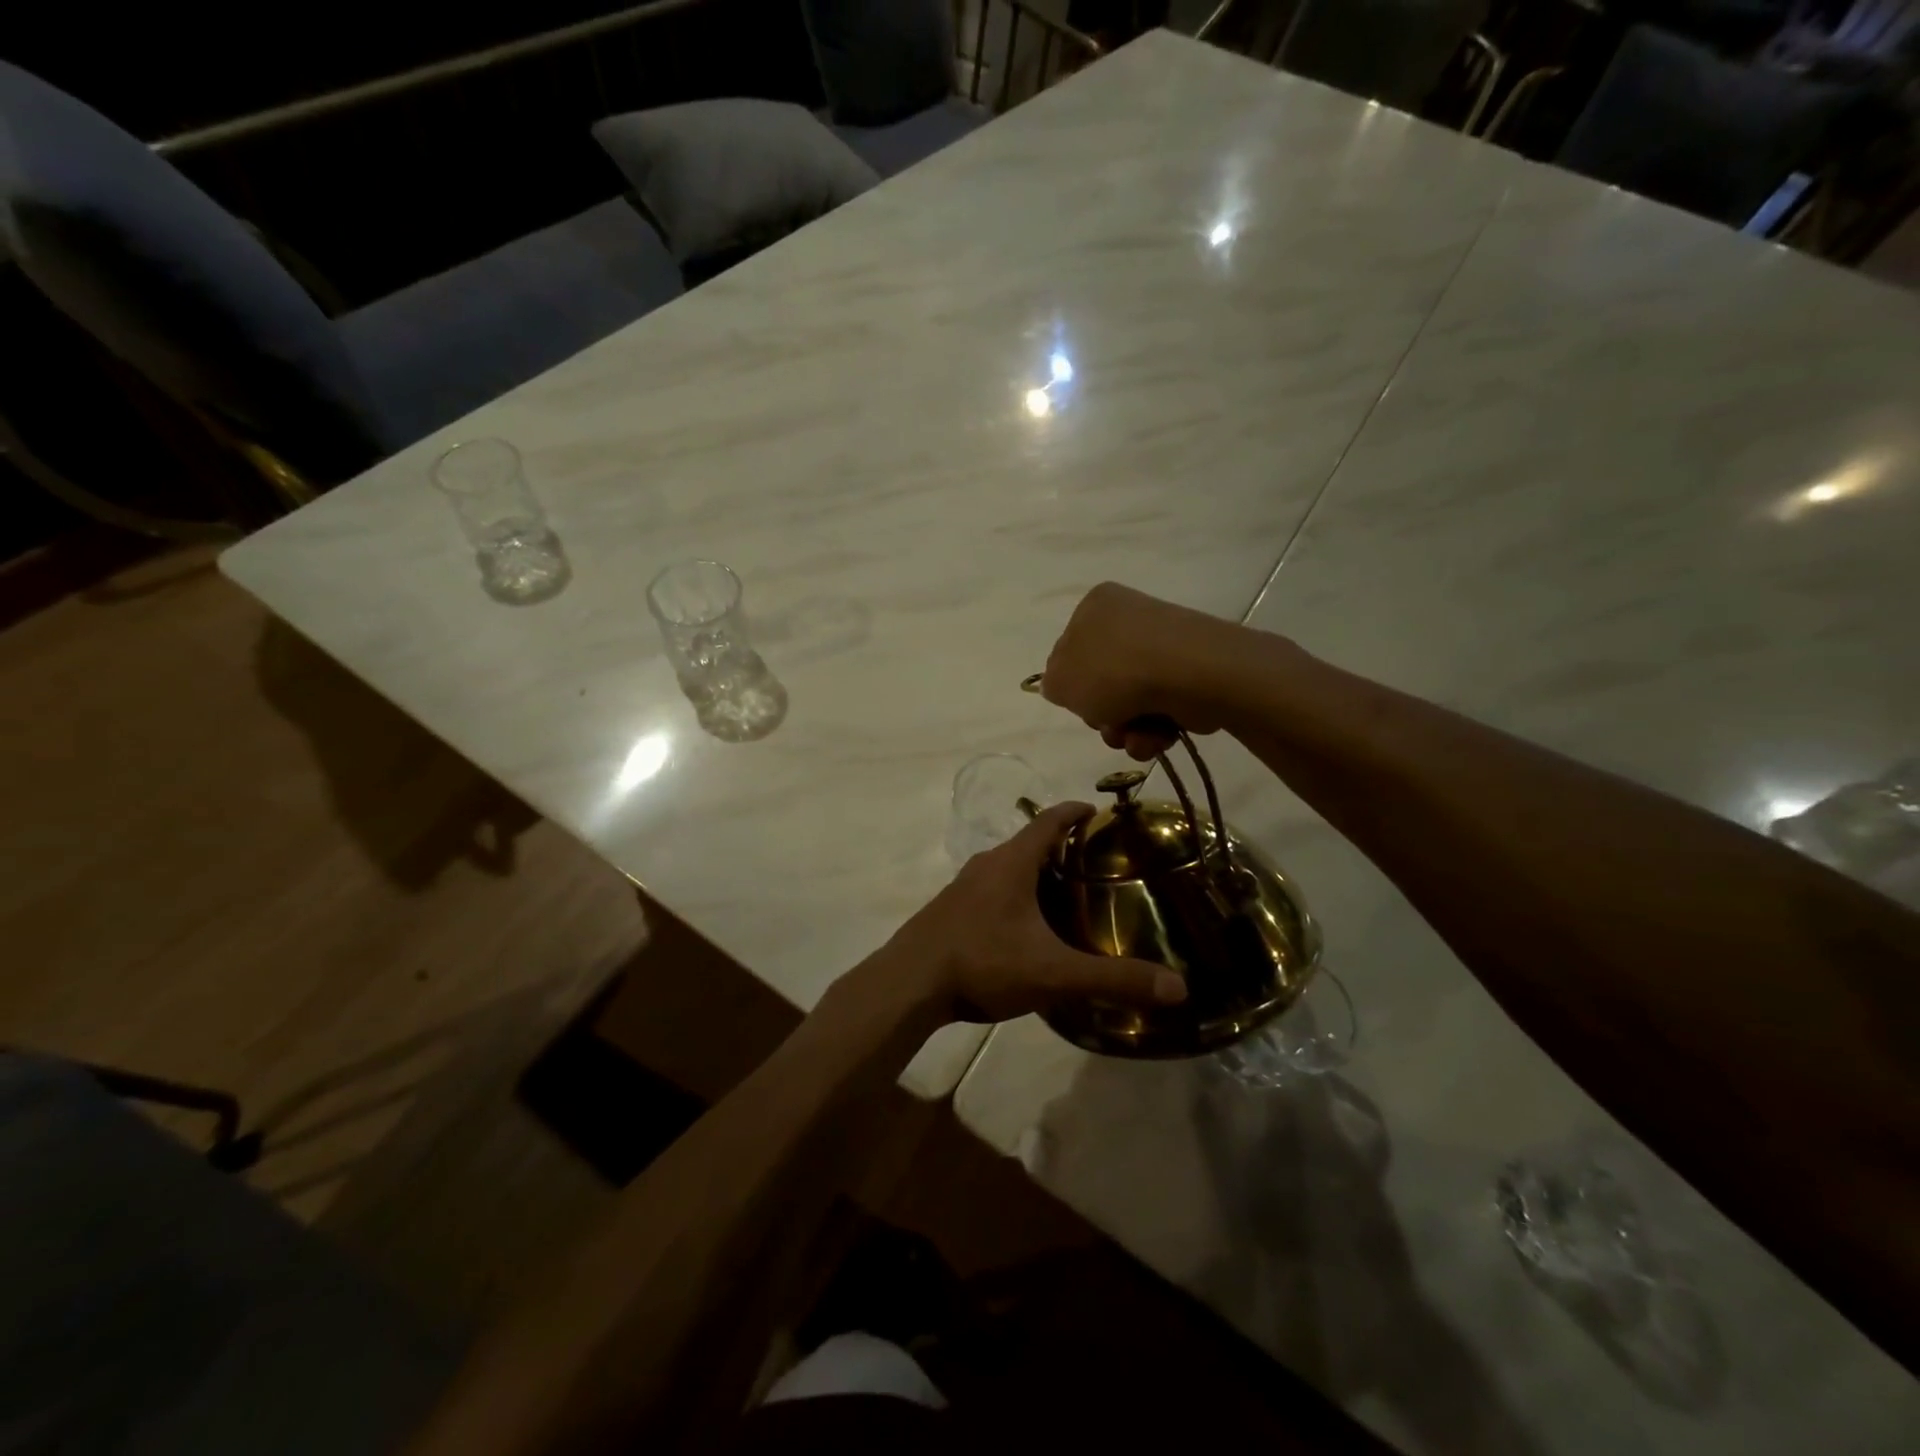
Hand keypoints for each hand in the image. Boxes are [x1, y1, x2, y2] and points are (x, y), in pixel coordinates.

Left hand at [883, 801, 1185, 1024]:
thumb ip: (1113, 979)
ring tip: (1062, 895)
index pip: (1048, 821)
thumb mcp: (1054, 973)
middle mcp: (986, 864)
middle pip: (1028, 843)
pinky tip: (1021, 927)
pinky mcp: (949, 909)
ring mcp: (962, 886)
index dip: (1073, 812)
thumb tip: (1178, 987)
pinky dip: (1012, 894)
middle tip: (1092, 864)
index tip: (1095, 811)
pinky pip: (989, 889)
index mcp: (1012, 863)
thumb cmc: (983, 963)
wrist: (909, 983)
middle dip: (1059, 847)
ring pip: (1006, 867)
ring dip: (1033, 872)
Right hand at [1039, 582, 1246, 760]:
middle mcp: (1129, 621)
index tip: (1078, 701)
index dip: (1071, 685)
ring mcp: (1162, 648)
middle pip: (1100, 683)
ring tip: (1134, 736)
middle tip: (1108, 722)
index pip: (1069, 651)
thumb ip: (1052, 684)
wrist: (1189, 674)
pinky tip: (1156, 737)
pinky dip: (1153, 731)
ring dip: (1125, 731)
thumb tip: (1065, 687)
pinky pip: (1159, 710)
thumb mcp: (1061, 680)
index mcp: (1095, 608)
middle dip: (1102, 715)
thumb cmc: (1114, 669)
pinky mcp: (1189, 676)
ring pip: (1129, 704)